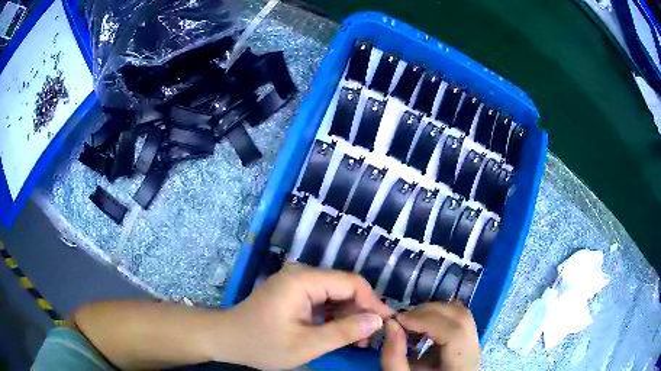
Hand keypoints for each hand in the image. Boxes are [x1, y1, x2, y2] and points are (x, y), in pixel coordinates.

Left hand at [217, 264, 392, 369]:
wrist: (227, 339)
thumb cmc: (262, 344)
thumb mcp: (307, 345)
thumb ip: (344, 332)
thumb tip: (378, 320)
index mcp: (303, 281)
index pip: (351, 283)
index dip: (373, 302)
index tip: (386, 324)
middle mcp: (301, 274)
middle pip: (344, 286)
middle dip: (361, 311)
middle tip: (368, 338)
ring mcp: (296, 281)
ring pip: (336, 293)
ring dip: (349, 315)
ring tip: (356, 339)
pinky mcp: (293, 291)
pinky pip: (323, 299)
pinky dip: (334, 315)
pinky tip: (338, 332)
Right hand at [381, 302, 479, 370]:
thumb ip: (393, 356)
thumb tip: (391, 323)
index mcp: (462, 365)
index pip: (454, 333)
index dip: (426, 321)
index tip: (398, 320)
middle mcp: (474, 350)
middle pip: (461, 317)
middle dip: (429, 312)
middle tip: (402, 318)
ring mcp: (474, 343)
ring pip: (461, 314)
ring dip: (434, 312)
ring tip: (411, 321)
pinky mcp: (469, 339)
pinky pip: (459, 319)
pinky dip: (439, 316)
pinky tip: (422, 327)